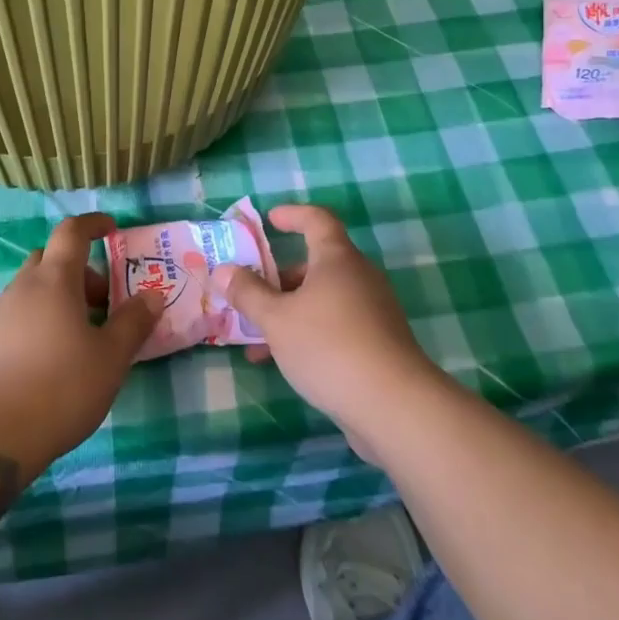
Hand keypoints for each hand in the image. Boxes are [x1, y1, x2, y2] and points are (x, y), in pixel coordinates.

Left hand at [0, 213, 161, 477]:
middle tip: (103, 301)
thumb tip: (152, 295)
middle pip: (51, 259)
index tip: (112, 229)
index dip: (93, 225)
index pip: (72, 232)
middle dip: (80, 271)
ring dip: (60, 299)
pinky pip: (19, 316)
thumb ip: (133, 323)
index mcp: (55, 279)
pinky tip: (53, 361)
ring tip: (83, 338)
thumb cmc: (58, 387)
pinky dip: (41, 321)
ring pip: (34, 290)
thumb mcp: (110, 358)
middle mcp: (23, 288)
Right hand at [213, 204, 445, 463]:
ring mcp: (373, 310)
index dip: (293, 214)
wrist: (394, 405)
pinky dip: (308, 333)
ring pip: (322, 300)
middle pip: (316, 264)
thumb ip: (248, 294)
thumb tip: (224, 270)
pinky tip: (284, 363)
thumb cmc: (329, 346)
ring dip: (289, 312)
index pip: (317, 219)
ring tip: (255, 340)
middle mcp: (359, 277)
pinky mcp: (378, 343)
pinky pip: (336, 325)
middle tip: (250, 293)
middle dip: (279, 278)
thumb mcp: (277, 319)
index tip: (270, 220)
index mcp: (337, 258)